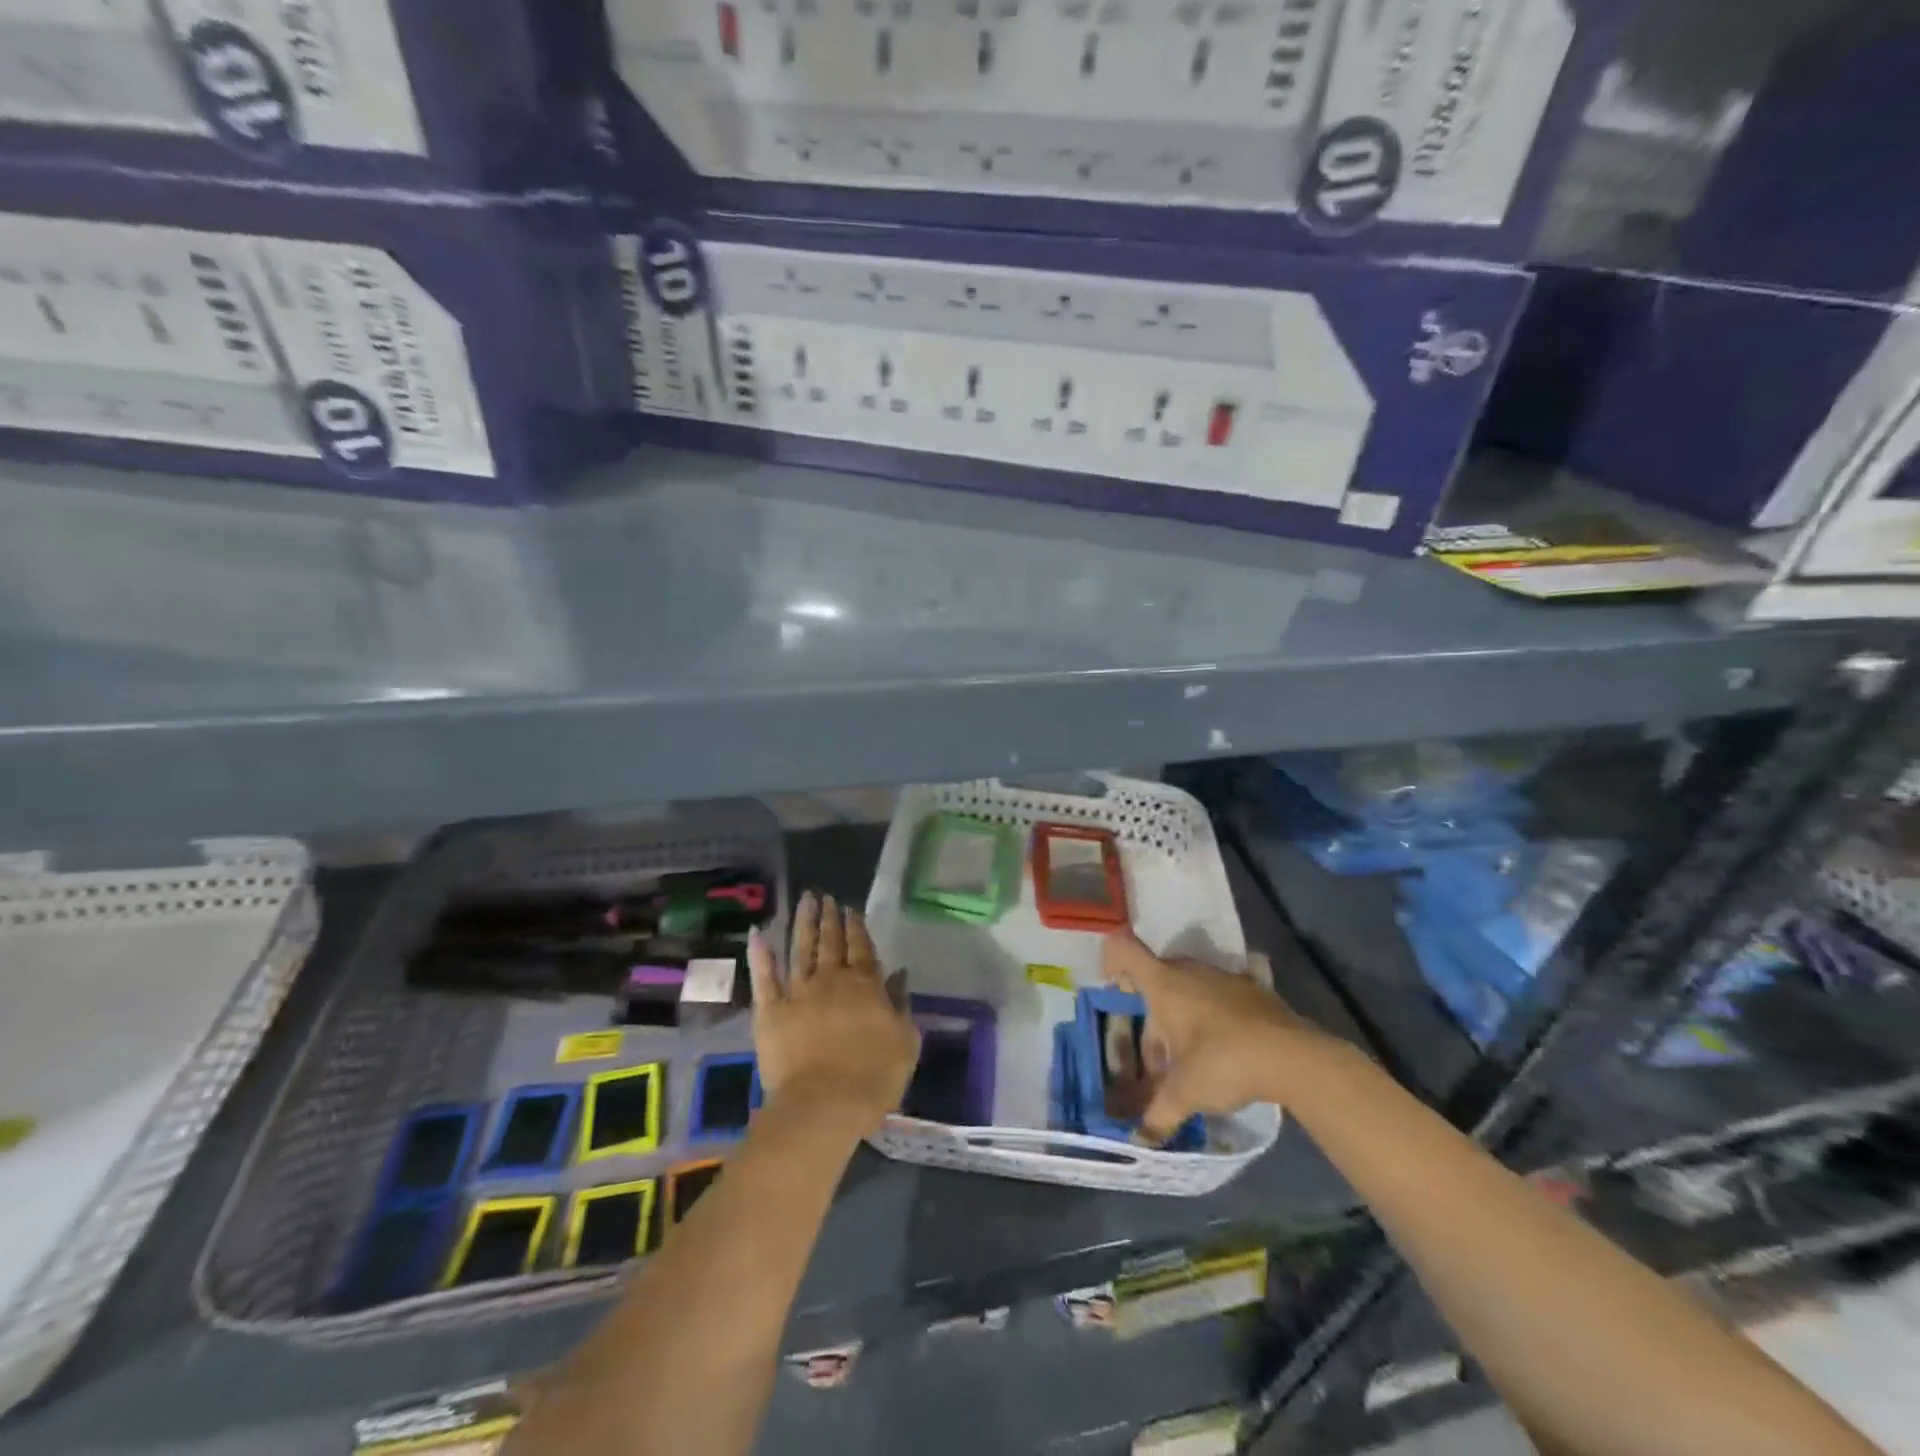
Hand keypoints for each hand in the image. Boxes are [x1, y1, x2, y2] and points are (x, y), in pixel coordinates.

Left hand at [748, 891, 919, 1132]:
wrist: (824, 1105)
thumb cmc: (873, 1077)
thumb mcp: (905, 1041)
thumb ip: (901, 1005)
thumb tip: (899, 975)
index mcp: (864, 985)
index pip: (861, 947)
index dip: (856, 926)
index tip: (850, 908)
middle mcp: (830, 980)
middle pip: (830, 942)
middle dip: (829, 918)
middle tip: (825, 896)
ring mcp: (797, 992)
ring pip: (800, 949)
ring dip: (802, 923)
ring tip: (804, 900)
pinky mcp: (770, 1011)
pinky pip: (764, 977)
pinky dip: (760, 954)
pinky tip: (757, 933)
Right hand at [1101, 930, 1328, 1143]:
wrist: (1294, 1056)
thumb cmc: (1224, 1062)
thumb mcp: (1185, 1093)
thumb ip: (1158, 1114)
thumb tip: (1140, 1141)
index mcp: (1164, 984)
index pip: (1125, 951)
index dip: (1111, 961)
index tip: (1110, 986)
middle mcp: (1189, 971)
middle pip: (1157, 982)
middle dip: (1151, 1019)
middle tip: (1156, 1062)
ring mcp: (1223, 976)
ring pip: (1188, 989)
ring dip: (1182, 1019)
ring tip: (1189, 1062)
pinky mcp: (1252, 989)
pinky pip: (1219, 995)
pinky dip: (1213, 1015)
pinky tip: (1223, 1049)